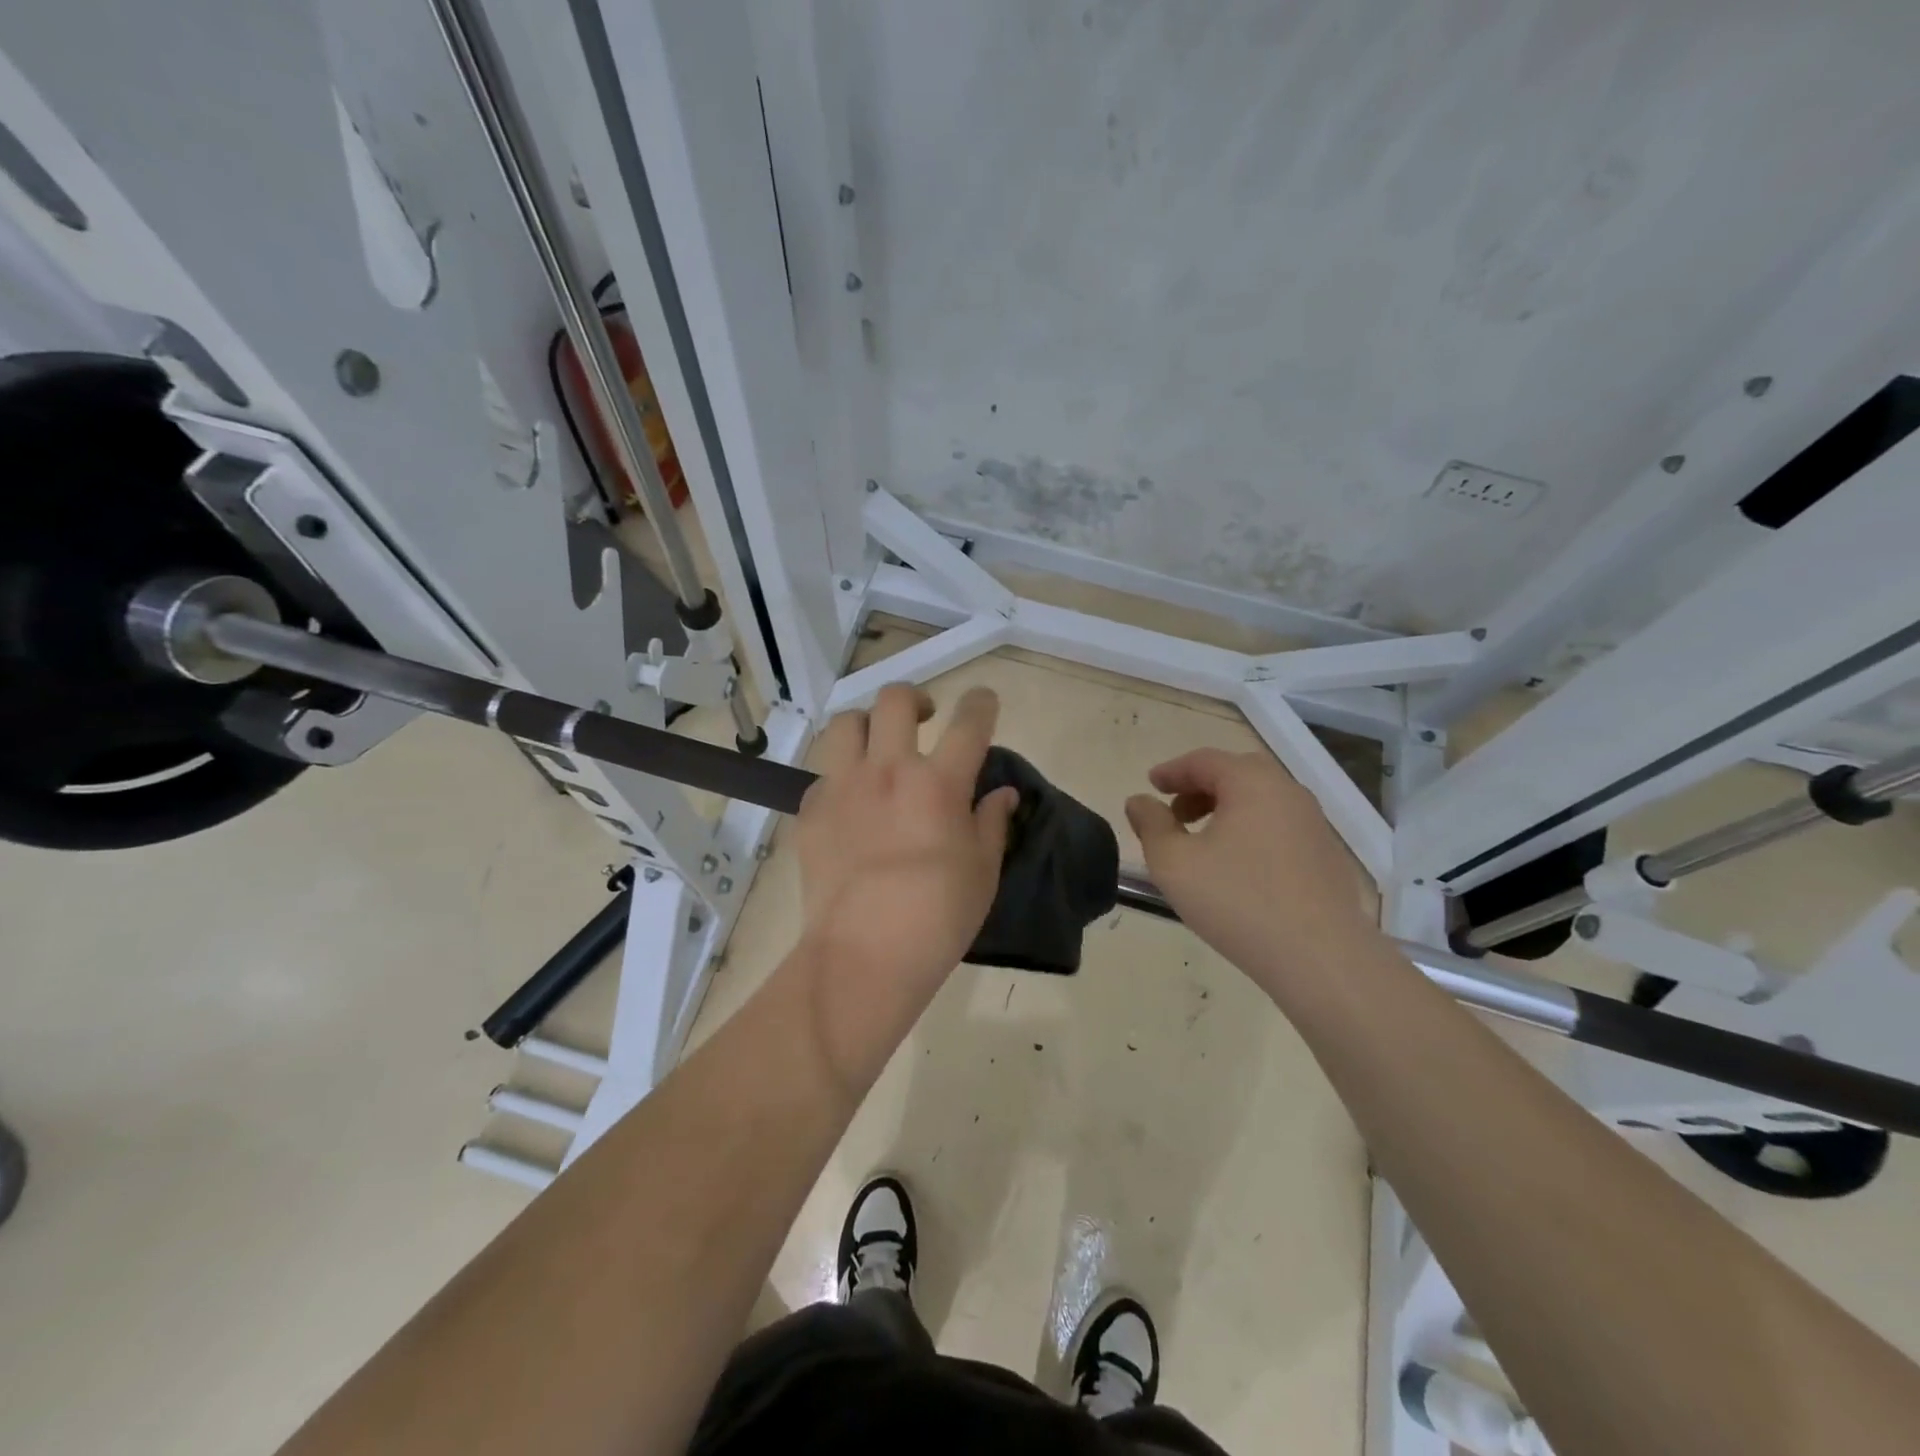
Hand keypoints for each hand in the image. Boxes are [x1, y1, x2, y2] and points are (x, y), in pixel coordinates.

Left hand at [792, 684, 1019, 1072]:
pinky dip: (840, 777)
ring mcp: (842, 787)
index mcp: (939, 783)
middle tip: (923, 719)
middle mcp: (888, 770)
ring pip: (846, 724)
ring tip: (876, 748)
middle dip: (914, 698)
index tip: (983, 701)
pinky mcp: (810, 811)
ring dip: (866, 726)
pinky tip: (849, 803)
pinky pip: (823, 774)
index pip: (969, 722)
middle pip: (895, 700)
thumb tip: (1002, 794)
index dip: (980, 703)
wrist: (864, 955)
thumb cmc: (938, 918)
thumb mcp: (983, 872)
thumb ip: (992, 823)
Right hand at [1125, 748, 1372, 986]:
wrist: (1320, 957)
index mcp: (1252, 783)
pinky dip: (1251, 831)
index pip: (1204, 760)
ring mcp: (1314, 824)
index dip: (1172, 771)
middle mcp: (1288, 792)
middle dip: (1200, 787)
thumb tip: (1139, 801)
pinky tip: (1237, 867)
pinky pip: (1280, 827)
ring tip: (1201, 842)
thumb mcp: (1174, 863)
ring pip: (1262, 801)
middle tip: (1175, 812)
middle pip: (1237, 774)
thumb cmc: (1237, 901)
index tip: (1151, 785)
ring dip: (1226, 809)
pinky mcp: (1327, 856)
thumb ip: (1151, 825)